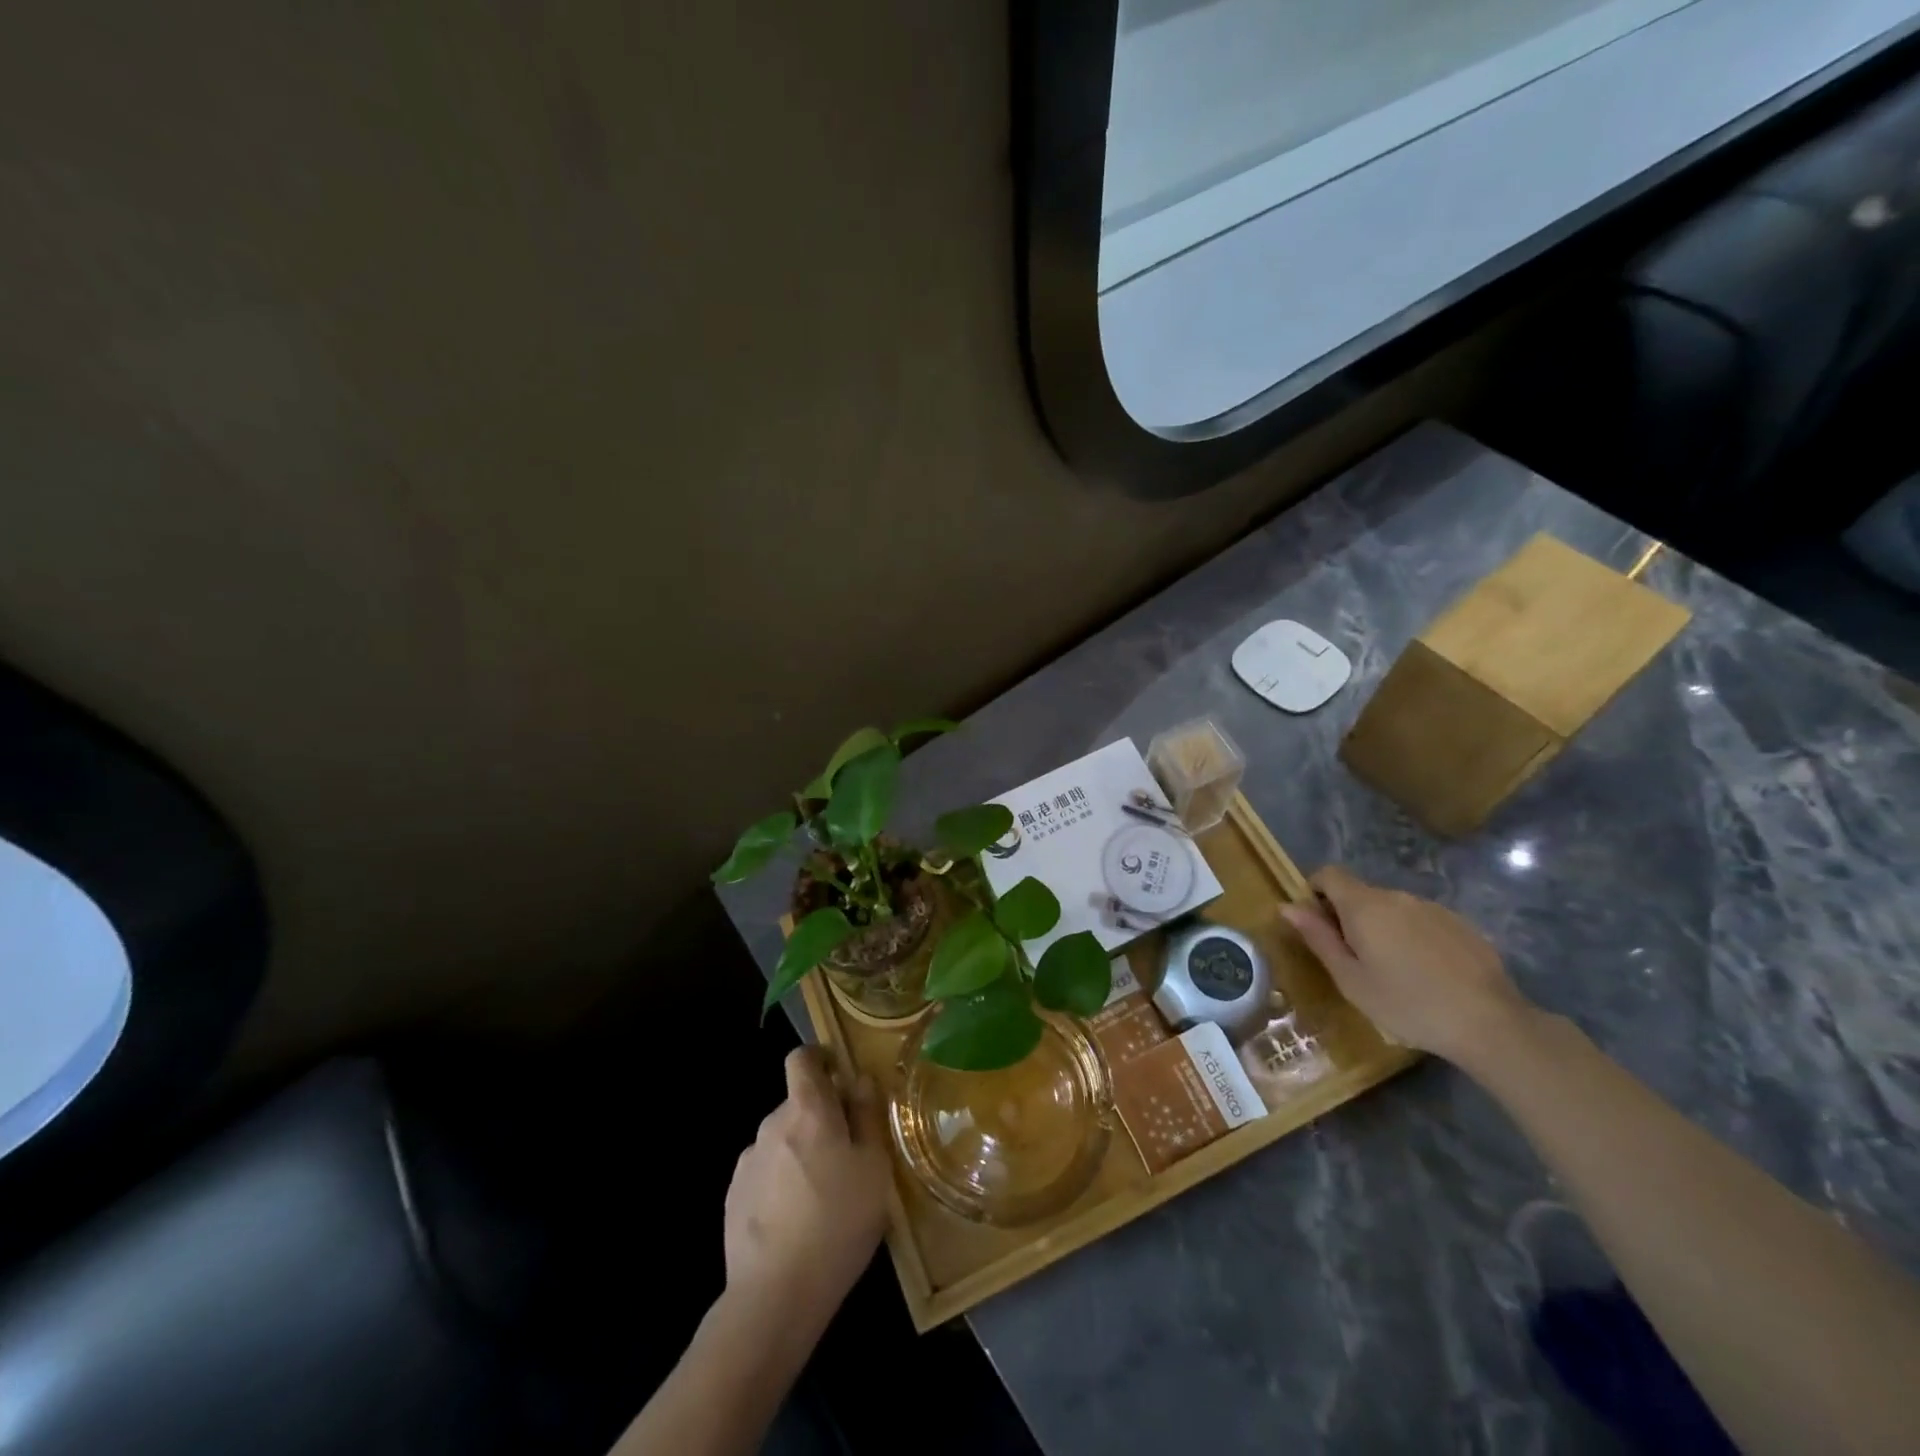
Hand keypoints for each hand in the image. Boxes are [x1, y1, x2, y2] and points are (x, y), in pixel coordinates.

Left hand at [723, 1047, 890, 1338]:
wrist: (774, 1296)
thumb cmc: (838, 1222)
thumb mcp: (874, 1167)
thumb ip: (868, 1116)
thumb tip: (860, 1081)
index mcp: (807, 1109)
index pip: (802, 1058)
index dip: (820, 1059)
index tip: (840, 1076)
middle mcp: (772, 1124)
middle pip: (797, 1104)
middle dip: (821, 1118)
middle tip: (849, 1155)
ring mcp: (748, 1162)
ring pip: (782, 1141)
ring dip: (801, 1153)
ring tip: (824, 1196)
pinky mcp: (734, 1198)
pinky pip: (765, 1174)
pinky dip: (782, 1183)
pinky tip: (796, 1221)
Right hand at [1281, 866, 1529, 1064]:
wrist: (1490, 1023)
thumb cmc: (1406, 1004)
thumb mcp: (1350, 979)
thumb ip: (1318, 938)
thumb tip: (1287, 906)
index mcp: (1364, 906)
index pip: (1329, 874)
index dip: (1315, 891)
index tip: (1317, 924)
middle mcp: (1397, 896)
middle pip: (1360, 893)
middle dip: (1348, 916)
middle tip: (1353, 959)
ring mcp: (1433, 908)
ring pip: (1392, 908)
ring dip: (1382, 928)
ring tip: (1393, 971)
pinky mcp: (1461, 924)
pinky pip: (1422, 921)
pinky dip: (1413, 938)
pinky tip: (1426, 974)